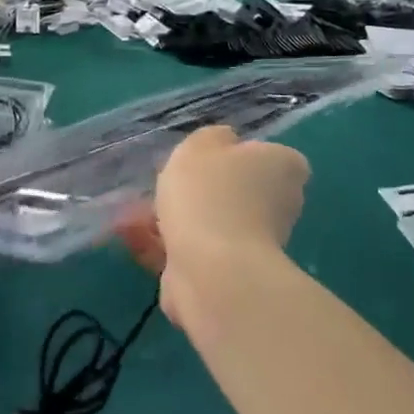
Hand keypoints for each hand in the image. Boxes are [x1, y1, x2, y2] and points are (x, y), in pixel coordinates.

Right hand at [115, 126, 308, 326]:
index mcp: (284, 169)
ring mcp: (255, 245)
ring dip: (173, 217)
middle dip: (198, 190)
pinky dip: (163, 243)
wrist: (211, 270)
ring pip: (208, 222)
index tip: (207, 159)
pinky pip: (191, 250)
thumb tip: (224, 143)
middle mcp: (280, 207)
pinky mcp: (227, 275)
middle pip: (235, 191)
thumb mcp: (203, 144)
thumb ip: (213, 137)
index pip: (267, 156)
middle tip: (164, 182)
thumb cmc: (210, 193)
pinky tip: (129, 234)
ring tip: (131, 211)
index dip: (236, 155)